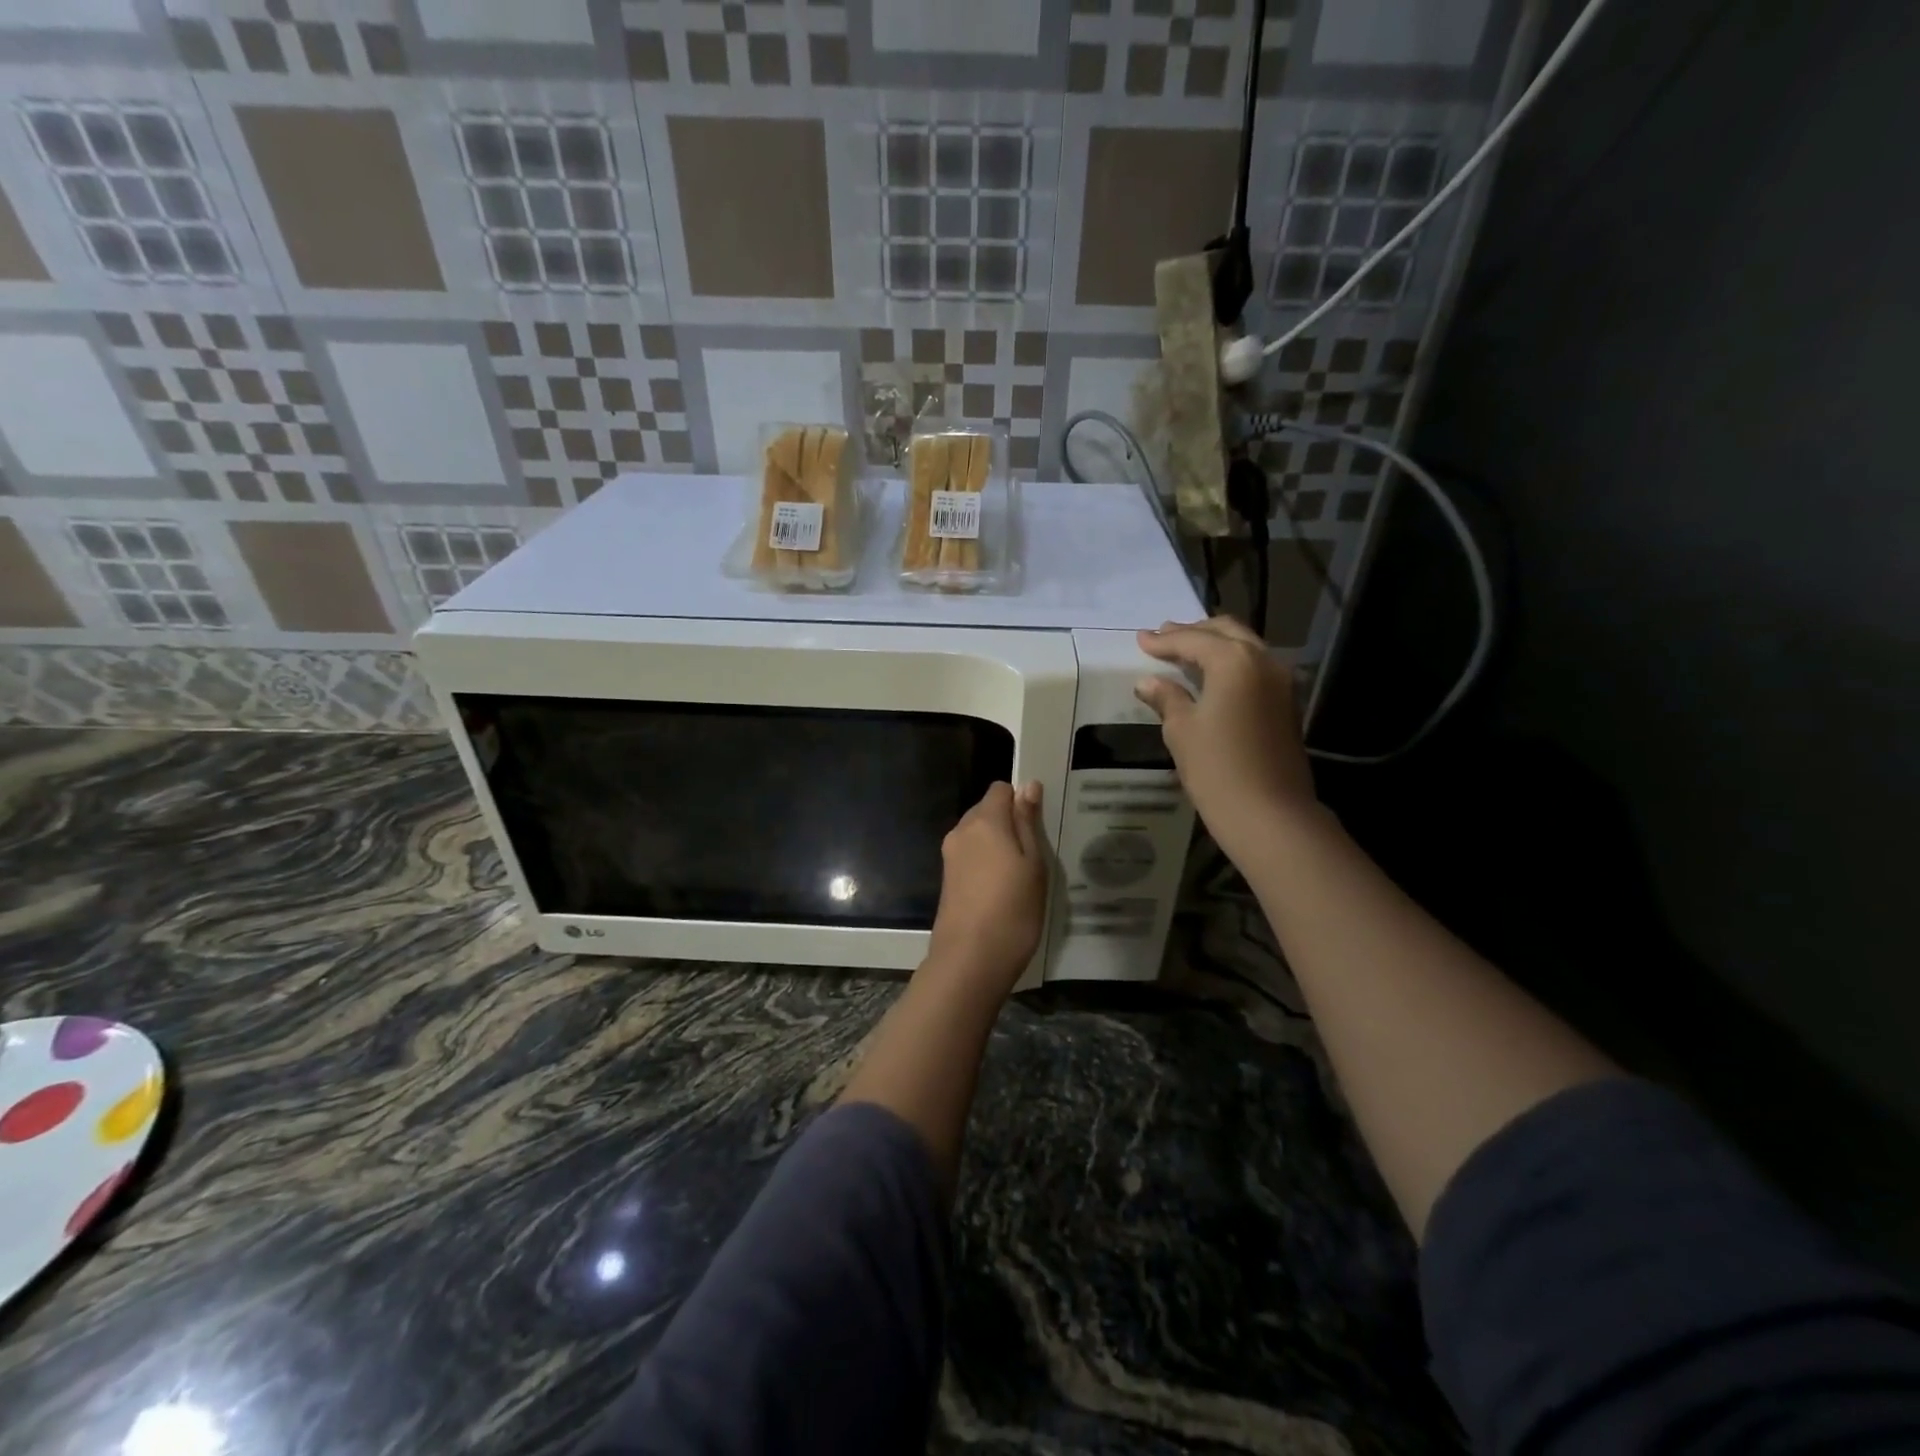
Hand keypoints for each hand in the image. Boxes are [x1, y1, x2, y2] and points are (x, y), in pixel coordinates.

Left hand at [926, 781, 1048, 996]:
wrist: (969, 960)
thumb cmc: (1012, 910)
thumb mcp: (1033, 864)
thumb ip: (1027, 822)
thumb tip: (1028, 786)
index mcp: (984, 821)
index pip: (1000, 789)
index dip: (1020, 800)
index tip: (1038, 826)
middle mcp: (961, 831)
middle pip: (986, 810)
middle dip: (1008, 823)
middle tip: (1034, 854)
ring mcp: (950, 856)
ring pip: (978, 835)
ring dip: (998, 846)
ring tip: (1020, 876)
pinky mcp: (946, 879)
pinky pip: (970, 857)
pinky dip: (986, 864)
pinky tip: (1002, 891)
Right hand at [1134, 616, 1320, 860]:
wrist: (1270, 814)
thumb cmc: (1217, 769)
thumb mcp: (1182, 730)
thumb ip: (1166, 698)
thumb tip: (1148, 682)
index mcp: (1234, 661)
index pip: (1192, 640)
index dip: (1163, 640)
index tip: (1140, 639)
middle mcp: (1263, 661)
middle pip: (1225, 632)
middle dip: (1193, 632)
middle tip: (1164, 636)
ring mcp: (1281, 681)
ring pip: (1245, 647)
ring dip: (1214, 644)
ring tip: (1185, 651)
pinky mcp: (1286, 703)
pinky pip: (1255, 667)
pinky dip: (1231, 663)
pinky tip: (1211, 676)